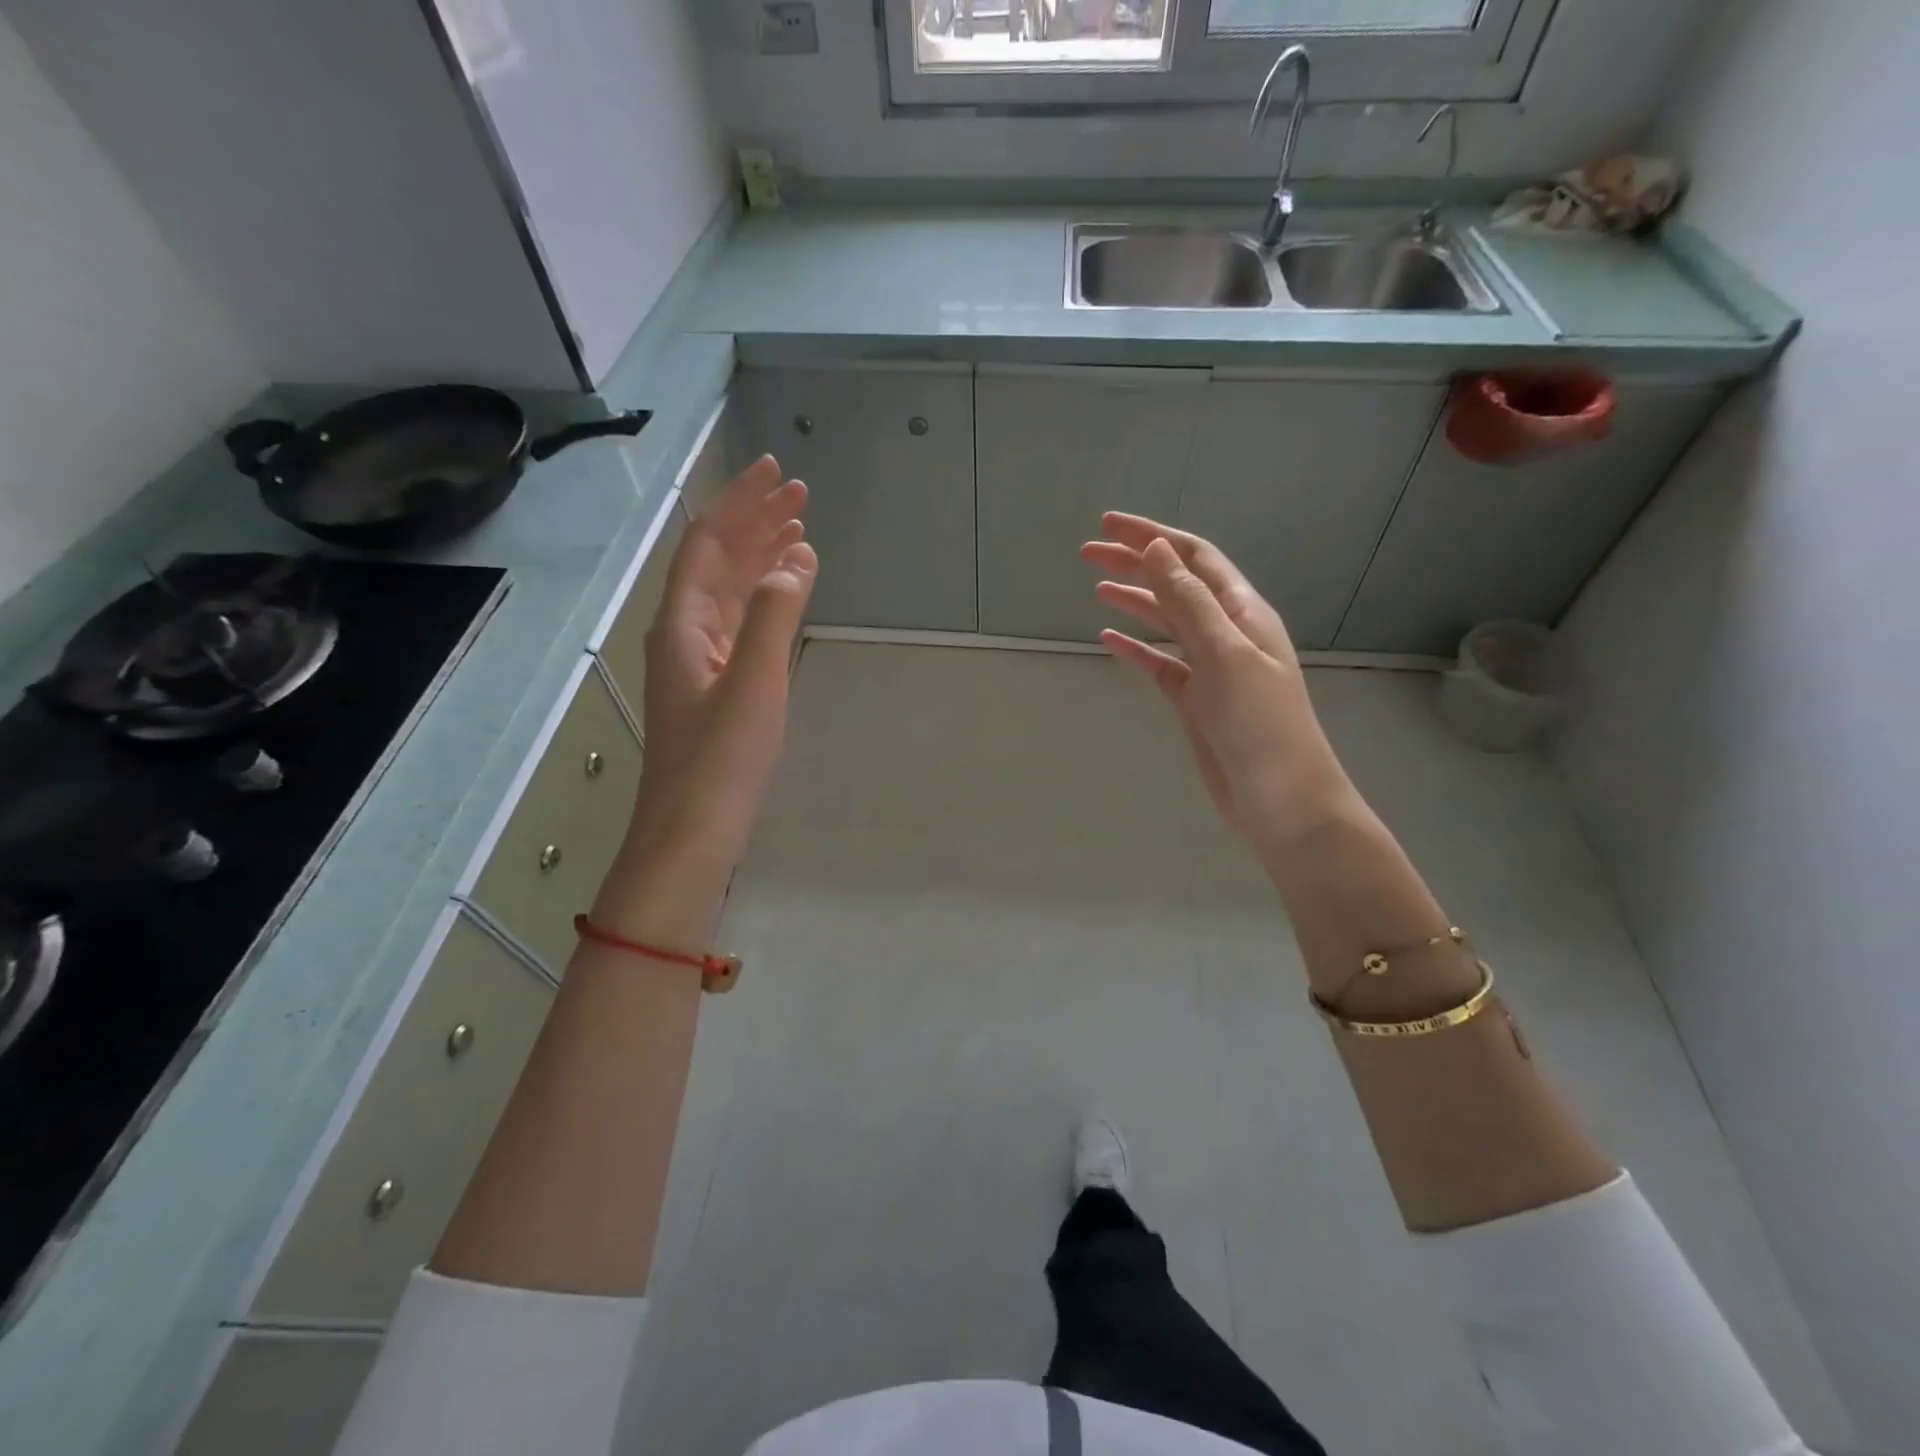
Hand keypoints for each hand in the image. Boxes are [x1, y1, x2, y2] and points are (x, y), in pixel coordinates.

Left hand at [627, 456, 815, 881]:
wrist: (692, 829)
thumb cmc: (721, 758)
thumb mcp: (752, 682)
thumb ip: (772, 615)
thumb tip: (794, 558)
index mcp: (683, 622)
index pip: (709, 543)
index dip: (741, 503)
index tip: (778, 473)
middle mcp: (685, 631)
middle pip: (718, 560)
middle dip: (756, 522)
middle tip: (800, 493)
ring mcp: (699, 659)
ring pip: (730, 590)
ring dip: (762, 556)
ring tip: (799, 531)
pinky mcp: (716, 684)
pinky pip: (741, 622)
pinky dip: (765, 598)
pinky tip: (785, 592)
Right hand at [1082, 512, 1354, 847]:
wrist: (1280, 798)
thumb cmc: (1259, 723)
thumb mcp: (1223, 653)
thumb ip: (1189, 600)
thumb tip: (1156, 547)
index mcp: (1241, 611)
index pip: (1192, 557)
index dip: (1151, 536)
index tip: (1108, 525)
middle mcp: (1226, 631)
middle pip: (1175, 584)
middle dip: (1135, 563)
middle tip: (1087, 553)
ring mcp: (1210, 667)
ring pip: (1166, 622)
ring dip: (1134, 600)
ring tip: (1096, 586)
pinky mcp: (1195, 700)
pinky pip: (1160, 663)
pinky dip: (1135, 648)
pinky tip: (1108, 638)